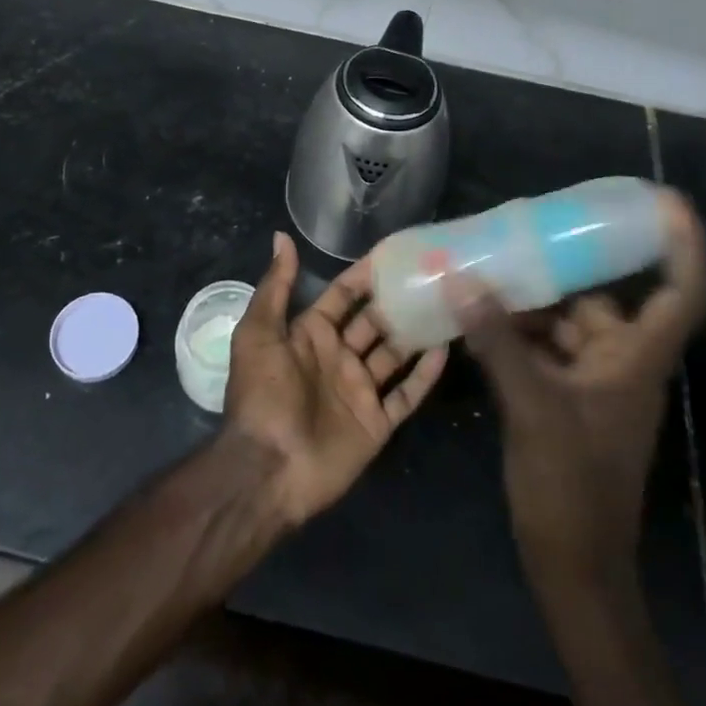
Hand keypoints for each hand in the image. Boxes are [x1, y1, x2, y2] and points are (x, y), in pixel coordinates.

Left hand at [223, 232, 448, 526]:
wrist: (268, 468)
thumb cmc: (262, 394)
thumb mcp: (258, 333)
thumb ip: (275, 286)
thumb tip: (282, 236)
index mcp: (311, 334)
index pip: (343, 295)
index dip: (364, 274)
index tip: (395, 253)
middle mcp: (338, 357)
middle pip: (374, 321)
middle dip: (397, 300)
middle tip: (432, 275)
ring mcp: (360, 390)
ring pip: (395, 354)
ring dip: (416, 332)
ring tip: (447, 304)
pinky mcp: (376, 423)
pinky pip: (406, 394)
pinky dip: (425, 374)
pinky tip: (446, 349)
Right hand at [455, 191, 705, 594]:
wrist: (573, 566)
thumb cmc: (571, 486)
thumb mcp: (532, 406)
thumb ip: (497, 340)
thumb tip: (461, 278)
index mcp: (636, 359)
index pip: (682, 293)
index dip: (684, 246)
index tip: (665, 201)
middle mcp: (621, 361)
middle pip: (602, 297)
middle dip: (563, 267)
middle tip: (524, 229)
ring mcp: (594, 381)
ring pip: (566, 322)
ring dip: (529, 301)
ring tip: (484, 271)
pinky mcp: (567, 397)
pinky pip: (544, 347)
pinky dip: (516, 331)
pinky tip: (477, 318)